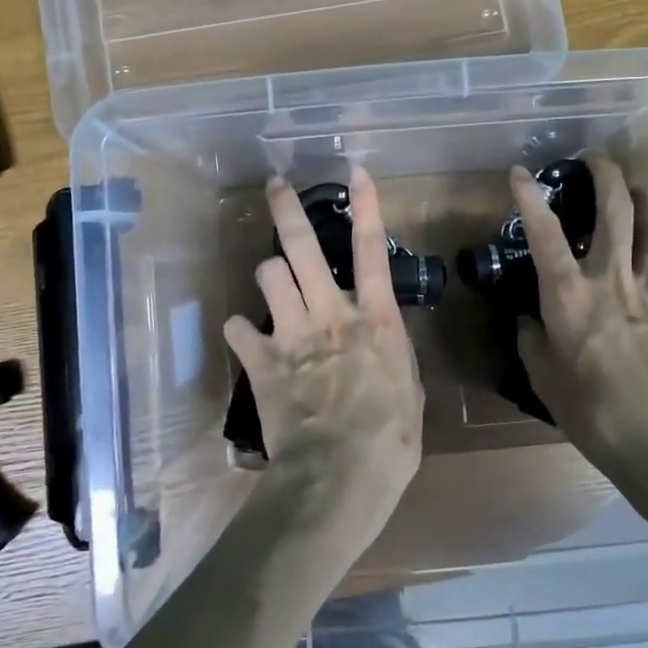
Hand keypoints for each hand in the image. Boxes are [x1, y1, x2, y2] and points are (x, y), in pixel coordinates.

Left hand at [224, 169, 423, 556]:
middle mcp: (331, 313)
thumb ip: (391, 357)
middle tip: (276, 185)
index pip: (372, 250)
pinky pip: (238, 328)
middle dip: (288, 210)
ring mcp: (293, 334)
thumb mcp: (409, 393)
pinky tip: (244, 337)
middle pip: (304, 247)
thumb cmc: (390, 440)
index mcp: (375, 319)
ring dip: (269, 274)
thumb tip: (381, 344)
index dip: (366, 206)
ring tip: (272, 281)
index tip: (355, 171)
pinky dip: (240, 329)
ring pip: (268, 275)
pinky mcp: (262, 361)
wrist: (338, 476)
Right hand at [511, 154, 647, 483]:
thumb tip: (530, 320)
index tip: (520, 172)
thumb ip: (532, 341)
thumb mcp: (545, 380)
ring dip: (642, 205)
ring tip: (635, 192)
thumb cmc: (593, 413)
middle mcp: (612, 282)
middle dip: (607, 175)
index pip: (545, 233)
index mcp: (570, 296)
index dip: (531, 198)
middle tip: (597, 156)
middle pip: (617, 211)